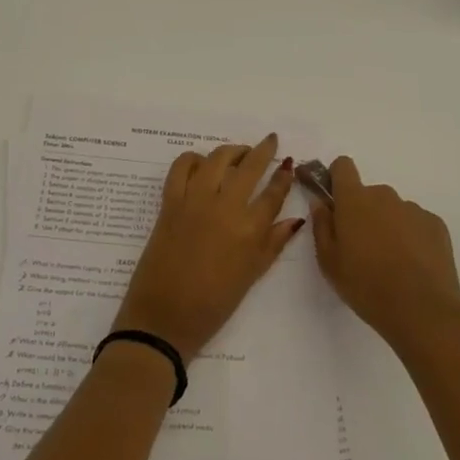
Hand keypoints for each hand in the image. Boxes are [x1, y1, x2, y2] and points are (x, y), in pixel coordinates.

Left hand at [112, 135, 306, 357]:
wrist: (165, 317)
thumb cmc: (213, 305)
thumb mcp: (251, 276)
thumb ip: (274, 243)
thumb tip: (295, 220)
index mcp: (249, 230)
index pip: (273, 193)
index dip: (284, 176)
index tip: (289, 165)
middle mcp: (225, 207)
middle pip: (249, 167)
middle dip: (263, 150)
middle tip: (270, 141)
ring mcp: (195, 200)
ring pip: (218, 158)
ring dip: (232, 150)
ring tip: (239, 153)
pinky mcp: (170, 201)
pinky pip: (182, 166)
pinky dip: (193, 159)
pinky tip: (201, 164)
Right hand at [303, 157, 459, 359]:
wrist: (423, 311)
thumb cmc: (366, 286)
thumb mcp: (329, 262)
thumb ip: (321, 225)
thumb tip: (320, 202)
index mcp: (354, 200)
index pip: (343, 166)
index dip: (337, 178)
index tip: (336, 202)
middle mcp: (384, 195)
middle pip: (369, 194)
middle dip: (363, 213)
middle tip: (362, 248)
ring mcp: (413, 209)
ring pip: (393, 210)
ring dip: (388, 226)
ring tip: (391, 263)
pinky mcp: (436, 225)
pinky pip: (416, 224)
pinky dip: (411, 237)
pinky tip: (412, 266)